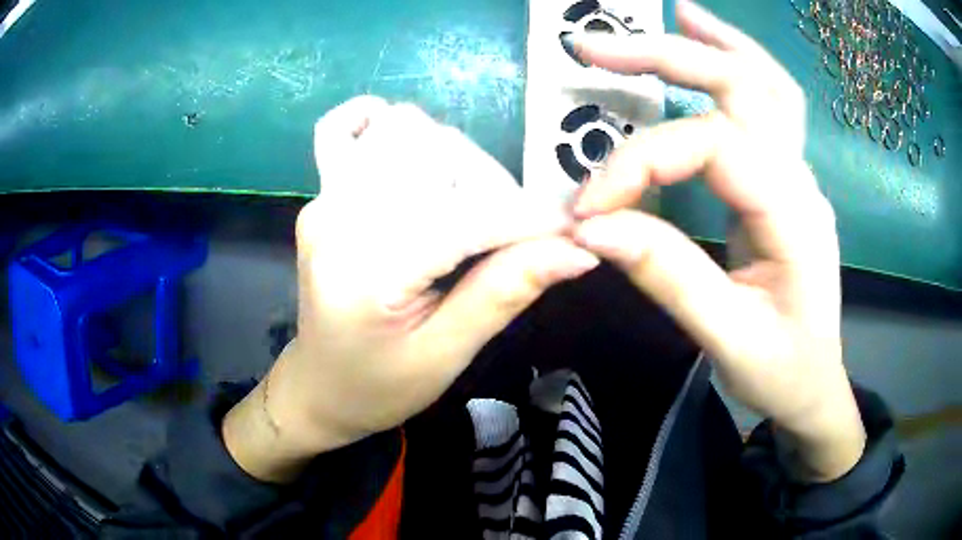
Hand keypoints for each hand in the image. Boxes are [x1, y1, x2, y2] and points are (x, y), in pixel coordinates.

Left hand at [223, 97, 598, 481]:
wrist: (318, 387)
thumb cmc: (378, 387)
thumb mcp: (446, 356)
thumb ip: (504, 294)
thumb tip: (575, 250)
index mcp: (368, 273)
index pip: (466, 217)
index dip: (529, 221)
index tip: (571, 234)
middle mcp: (339, 219)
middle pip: (439, 154)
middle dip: (494, 189)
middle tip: (510, 237)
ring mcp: (324, 198)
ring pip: (405, 129)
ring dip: (454, 158)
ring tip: (465, 206)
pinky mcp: (321, 193)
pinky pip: (341, 128)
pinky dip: (379, 121)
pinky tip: (408, 151)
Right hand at [568, 1, 864, 481]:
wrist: (814, 387)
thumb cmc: (781, 373)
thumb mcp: (727, 339)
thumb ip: (667, 276)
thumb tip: (593, 230)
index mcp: (794, 215)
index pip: (711, 149)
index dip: (640, 163)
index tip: (587, 208)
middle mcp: (801, 180)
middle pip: (743, 86)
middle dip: (667, 57)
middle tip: (593, 49)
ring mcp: (798, 176)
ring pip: (766, 83)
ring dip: (715, 43)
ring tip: (670, 16)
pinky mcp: (783, 183)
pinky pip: (769, 106)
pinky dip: (737, 64)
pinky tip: (708, 44)